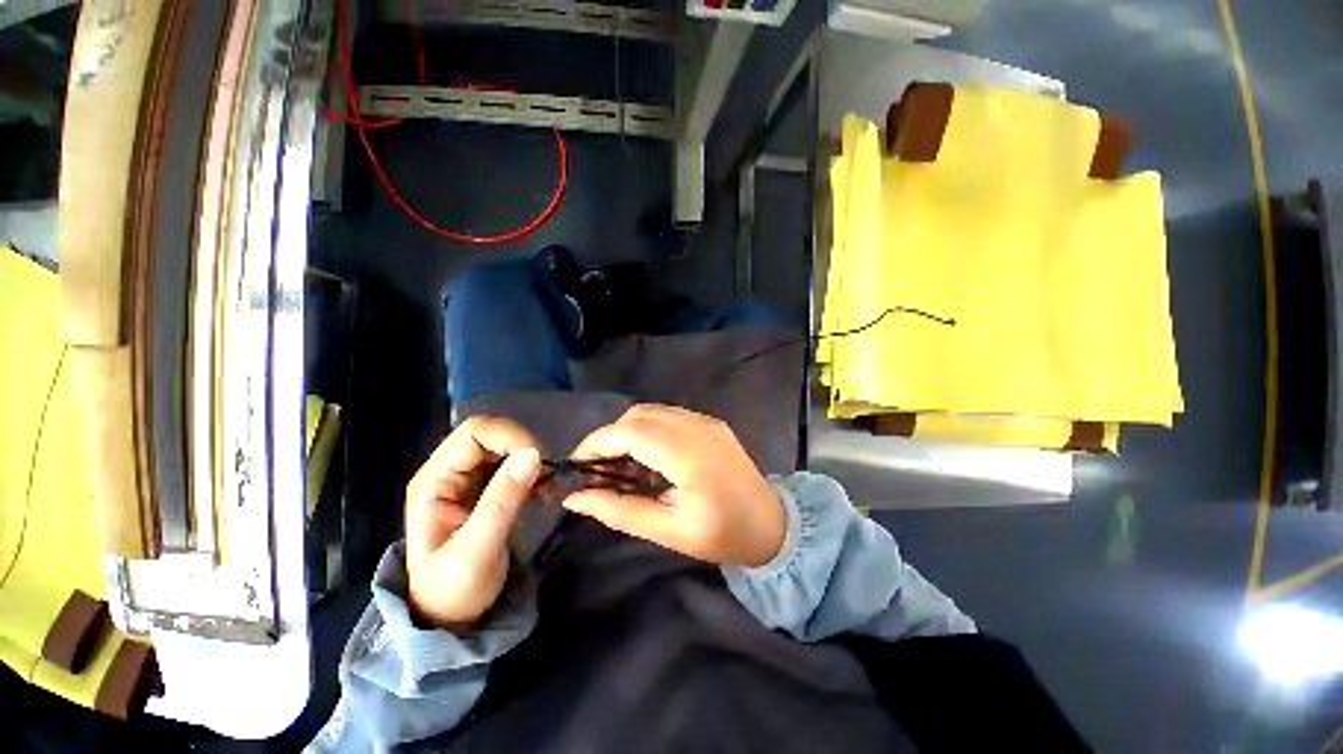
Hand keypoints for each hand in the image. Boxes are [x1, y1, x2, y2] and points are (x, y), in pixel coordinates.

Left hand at [404, 417, 542, 626]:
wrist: (451, 619)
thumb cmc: (454, 591)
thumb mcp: (477, 550)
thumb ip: (502, 501)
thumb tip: (533, 454)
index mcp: (434, 481)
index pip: (473, 433)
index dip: (509, 436)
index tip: (538, 460)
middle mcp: (448, 472)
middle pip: (489, 434)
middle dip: (523, 447)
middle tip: (545, 476)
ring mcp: (466, 480)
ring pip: (503, 446)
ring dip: (530, 459)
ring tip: (545, 489)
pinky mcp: (485, 489)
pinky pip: (512, 463)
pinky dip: (532, 471)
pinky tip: (541, 493)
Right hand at [564, 404, 785, 566]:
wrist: (771, 524)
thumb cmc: (721, 535)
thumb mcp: (667, 530)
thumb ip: (619, 511)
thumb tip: (575, 498)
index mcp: (689, 456)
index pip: (632, 432)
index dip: (598, 442)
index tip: (576, 464)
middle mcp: (698, 427)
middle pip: (639, 415)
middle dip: (610, 436)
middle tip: (596, 468)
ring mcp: (707, 421)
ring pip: (652, 411)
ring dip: (628, 431)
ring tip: (619, 464)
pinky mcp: (711, 422)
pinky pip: (668, 415)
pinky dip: (647, 429)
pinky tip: (646, 456)